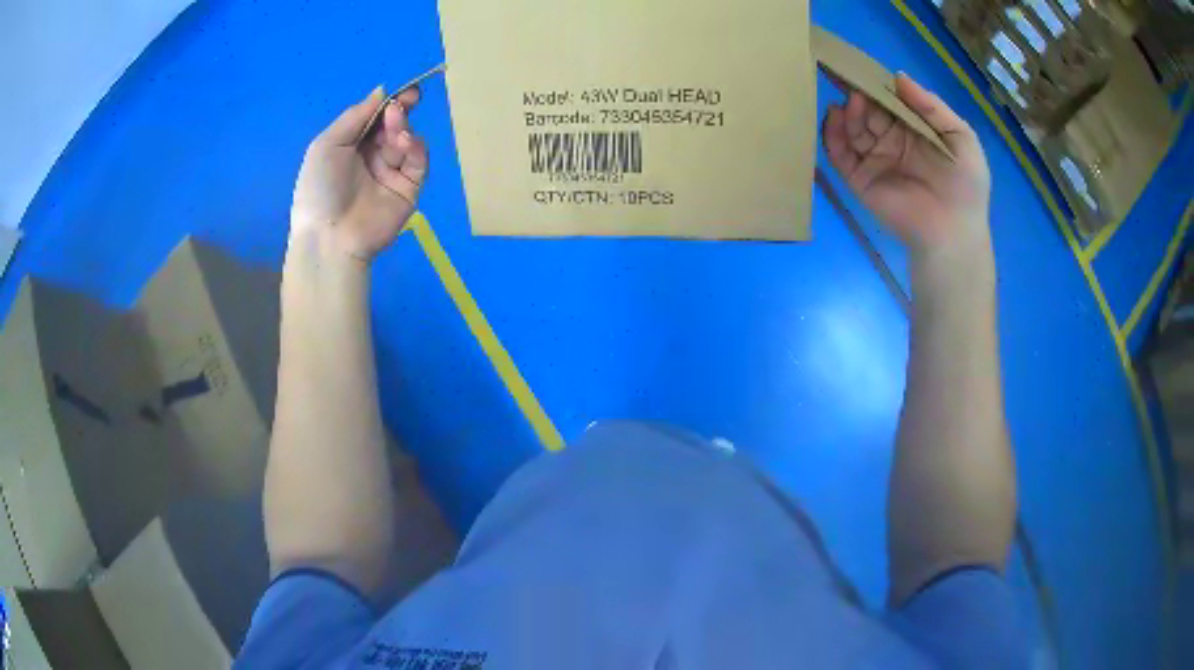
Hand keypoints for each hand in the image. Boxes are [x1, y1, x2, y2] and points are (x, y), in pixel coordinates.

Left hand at [291, 86, 428, 261]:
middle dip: (399, 112)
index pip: (375, 118)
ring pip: (407, 141)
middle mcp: (371, 157)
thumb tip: (382, 90)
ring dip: (403, 129)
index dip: (388, 103)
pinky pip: (419, 162)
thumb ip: (355, 115)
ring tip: (395, 130)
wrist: (331, 236)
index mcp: (350, 146)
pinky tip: (405, 143)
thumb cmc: (320, 188)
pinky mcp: (409, 189)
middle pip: (393, 126)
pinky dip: (416, 147)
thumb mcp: (327, 144)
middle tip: (403, 105)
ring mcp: (391, 173)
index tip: (403, 91)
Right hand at [823, 74, 990, 260]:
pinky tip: (833, 118)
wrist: (952, 232)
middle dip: (858, 94)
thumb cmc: (965, 185)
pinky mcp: (859, 179)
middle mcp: (891, 140)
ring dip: (847, 112)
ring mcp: (874, 159)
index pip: (890, 100)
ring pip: (851, 128)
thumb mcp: (961, 137)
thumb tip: (898, 76)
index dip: (876, 83)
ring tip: (850, 103)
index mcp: (914, 129)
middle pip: (867, 111)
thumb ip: (932, 106)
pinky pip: (839, 154)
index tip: (861, 65)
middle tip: (846, 77)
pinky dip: (831, 135)